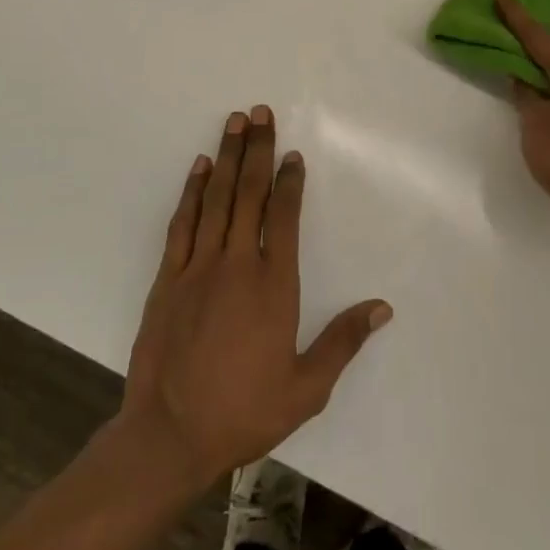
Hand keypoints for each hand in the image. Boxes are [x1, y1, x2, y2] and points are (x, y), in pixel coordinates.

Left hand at [120, 106, 391, 486]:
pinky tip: (200, 168)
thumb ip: (343, 342)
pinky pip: (182, 224)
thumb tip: (382, 308)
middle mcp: (236, 264)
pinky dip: (192, 192)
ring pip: (216, 199)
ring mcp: (197, 268)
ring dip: (227, 158)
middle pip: (250, 194)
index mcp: (273, 285)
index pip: (283, 217)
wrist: (169, 437)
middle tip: (260, 112)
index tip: (293, 154)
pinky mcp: (166, 279)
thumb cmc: (244, 411)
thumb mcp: (306, 388)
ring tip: (235, 122)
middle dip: (257, 150)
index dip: (289, 181)